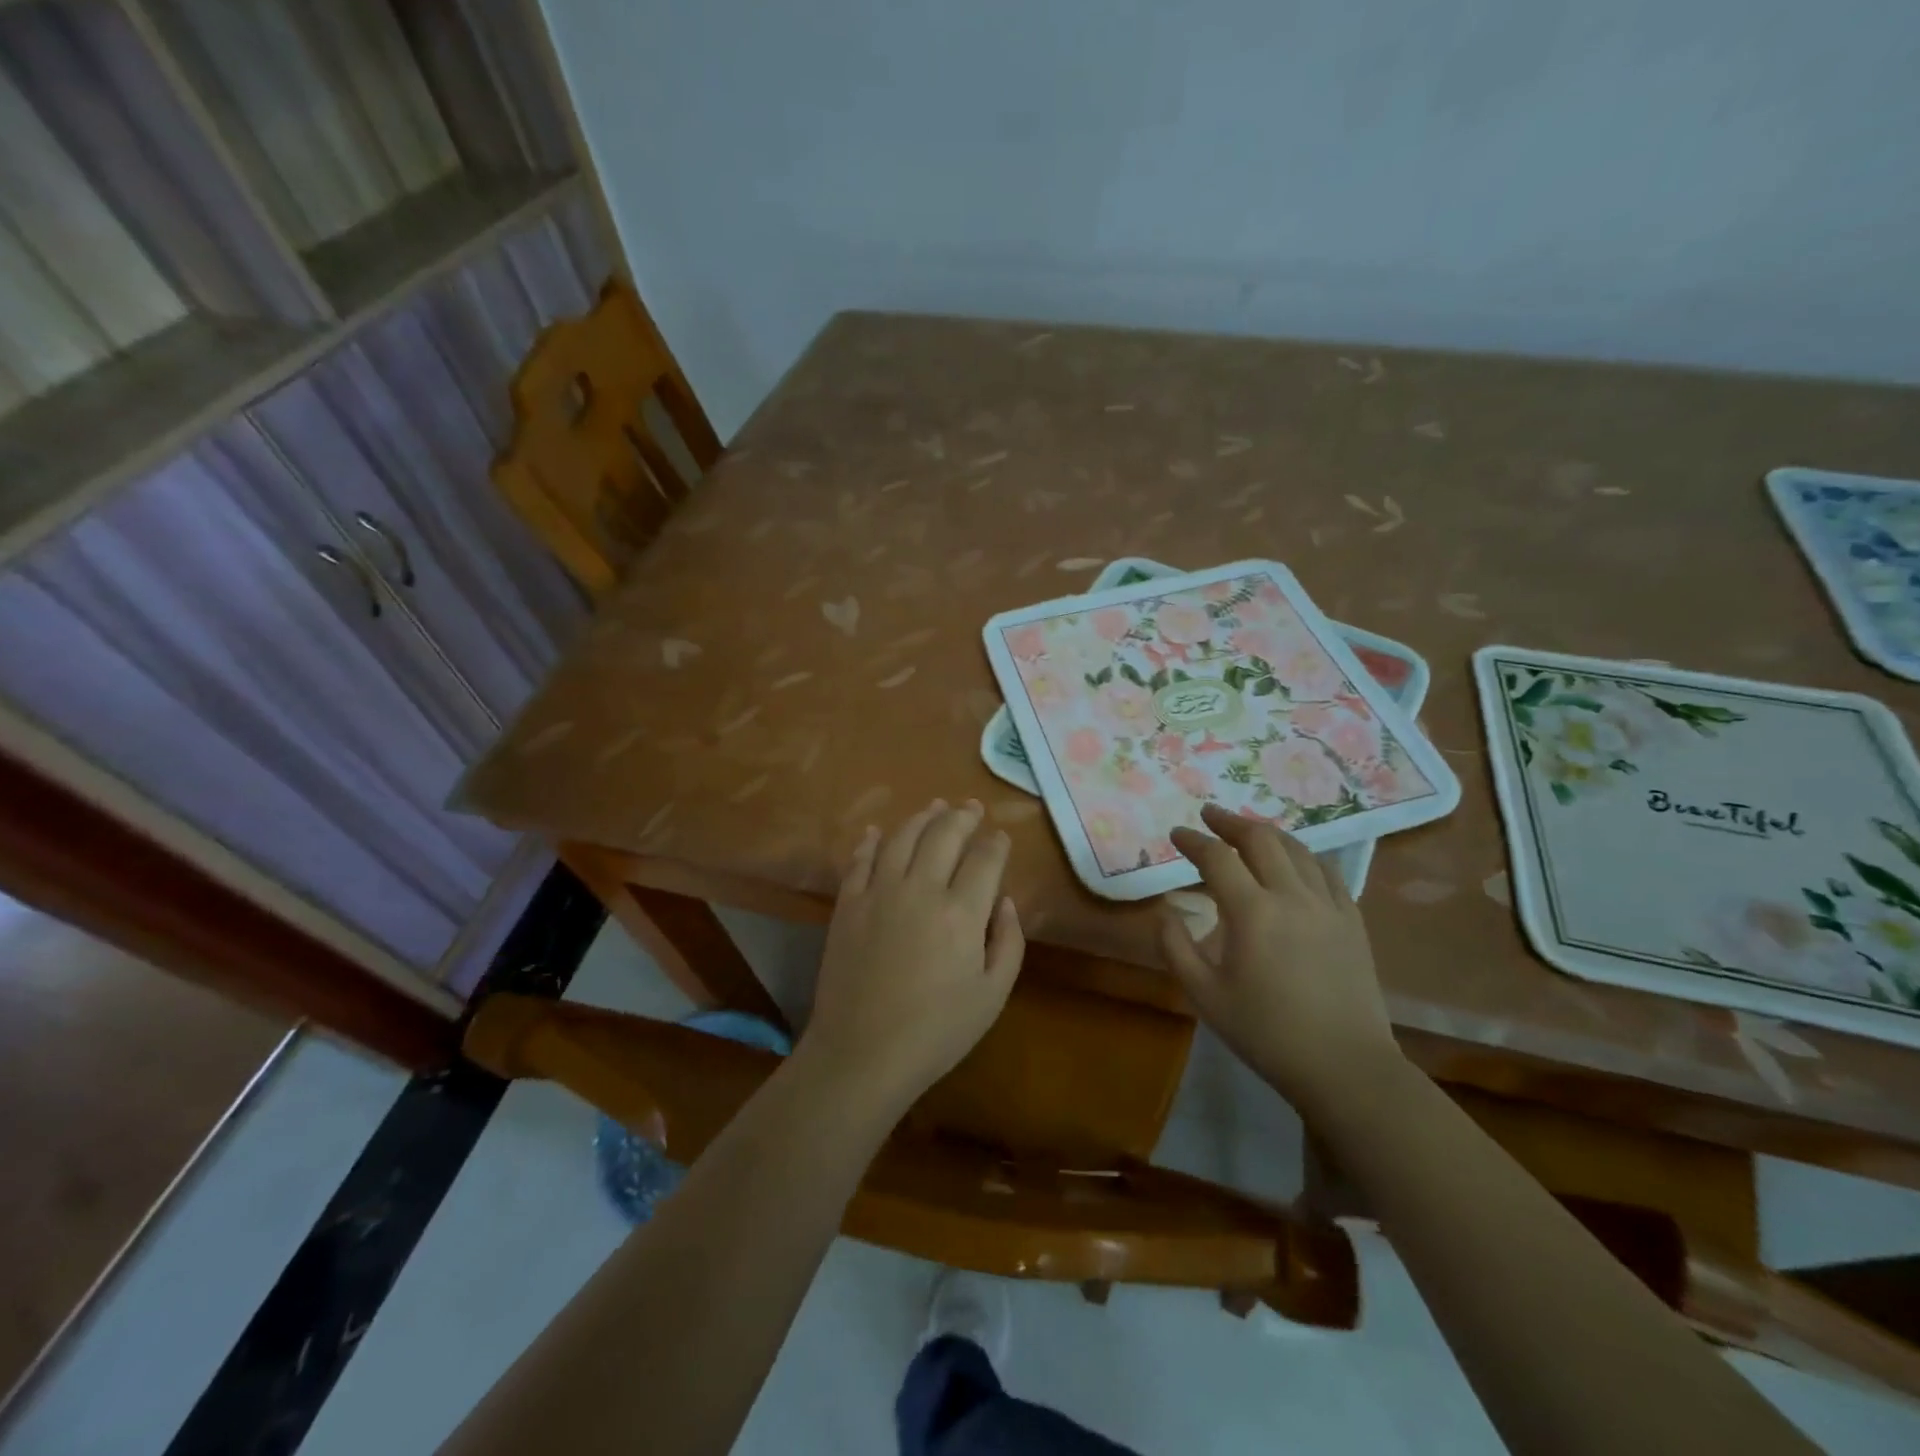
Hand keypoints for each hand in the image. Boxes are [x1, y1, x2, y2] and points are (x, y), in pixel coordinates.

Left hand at [800, 799, 1024, 1116]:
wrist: (862, 1053)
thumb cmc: (936, 1032)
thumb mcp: (992, 995)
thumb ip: (1007, 942)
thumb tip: (1005, 901)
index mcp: (961, 912)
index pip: (985, 859)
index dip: (996, 843)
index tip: (1001, 837)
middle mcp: (920, 889)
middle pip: (944, 835)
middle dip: (963, 817)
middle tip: (972, 808)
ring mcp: (879, 892)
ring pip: (903, 837)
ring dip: (922, 817)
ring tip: (935, 807)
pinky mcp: (847, 904)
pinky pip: (860, 860)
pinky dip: (871, 841)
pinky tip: (879, 831)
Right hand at [1160, 803, 1400, 1116]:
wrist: (1345, 1067)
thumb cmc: (1266, 1033)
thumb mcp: (1204, 996)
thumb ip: (1175, 947)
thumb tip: (1165, 911)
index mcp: (1252, 912)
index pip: (1217, 858)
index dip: (1193, 841)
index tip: (1176, 834)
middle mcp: (1292, 896)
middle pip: (1260, 839)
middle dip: (1230, 821)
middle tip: (1209, 816)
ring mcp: (1328, 905)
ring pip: (1297, 849)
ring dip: (1266, 833)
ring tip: (1247, 830)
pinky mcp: (1352, 921)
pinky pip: (1327, 871)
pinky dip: (1303, 855)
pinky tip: (1295, 860)